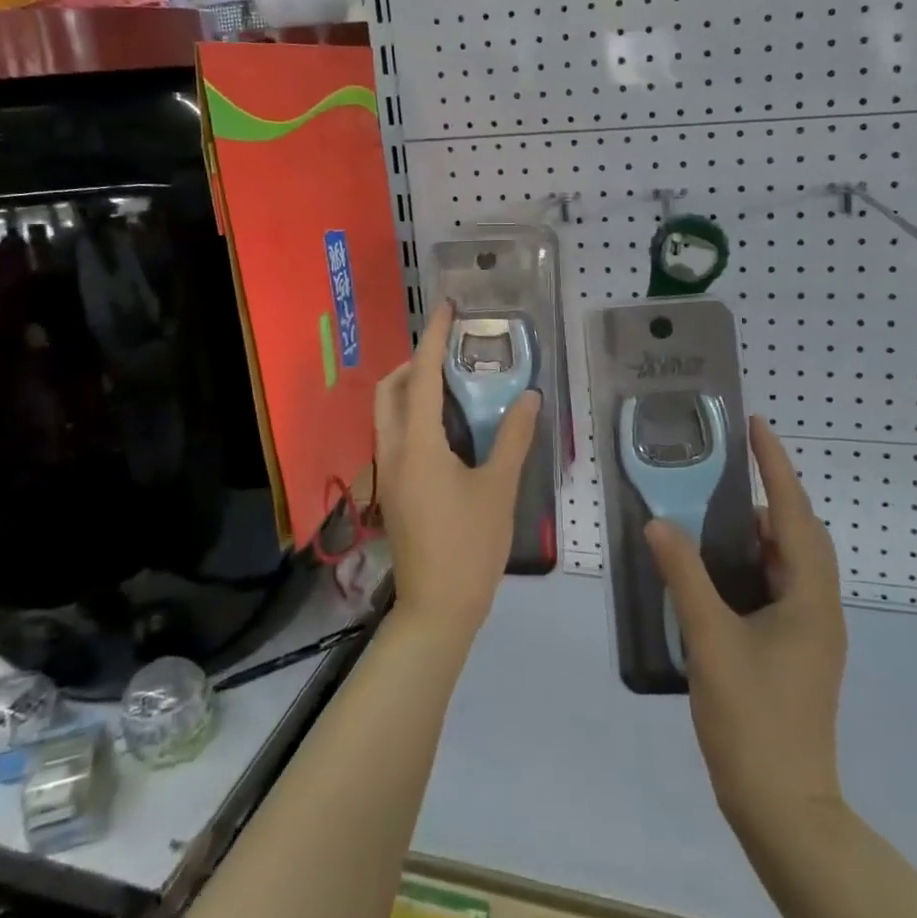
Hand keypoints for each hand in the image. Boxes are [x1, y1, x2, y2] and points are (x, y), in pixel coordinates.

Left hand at [374, 300, 539, 637]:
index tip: (447, 309)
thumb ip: (514, 438)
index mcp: (417, 445)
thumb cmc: (470, 546)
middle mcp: (392, 451)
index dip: (432, 338)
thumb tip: (529, 396)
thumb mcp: (498, 489)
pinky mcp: (391, 490)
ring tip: (451, 384)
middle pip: (389, 390)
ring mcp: (386, 473)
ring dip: (410, 389)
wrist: (436, 609)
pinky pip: (394, 435)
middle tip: (449, 353)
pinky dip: (412, 415)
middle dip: (413, 362)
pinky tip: (447, 427)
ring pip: (387, 414)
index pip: (420, 377)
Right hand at [645, 416, 846, 826]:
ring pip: (791, 561)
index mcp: (810, 598)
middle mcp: (819, 607)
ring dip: (761, 530)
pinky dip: (755, 562)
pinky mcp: (797, 650)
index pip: (793, 514)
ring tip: (717, 509)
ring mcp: (812, 631)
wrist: (784, 807)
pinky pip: (781, 585)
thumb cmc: (752, 719)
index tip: (757, 426)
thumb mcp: (710, 641)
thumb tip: (658, 523)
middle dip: (771, 492)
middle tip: (729, 465)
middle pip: (801, 532)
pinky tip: (719, 567)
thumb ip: (685, 576)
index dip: (776, 466)